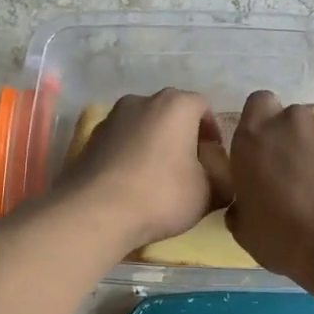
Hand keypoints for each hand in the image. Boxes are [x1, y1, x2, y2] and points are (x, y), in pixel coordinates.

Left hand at [56, 89, 228, 253]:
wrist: (96, 213)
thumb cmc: (162, 195)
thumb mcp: (209, 193)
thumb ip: (224, 180)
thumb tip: (221, 178)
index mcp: (176, 104)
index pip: (203, 107)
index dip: (212, 133)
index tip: (213, 160)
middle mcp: (142, 101)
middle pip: (171, 114)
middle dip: (182, 137)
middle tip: (189, 168)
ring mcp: (111, 118)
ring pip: (143, 127)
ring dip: (154, 145)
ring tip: (158, 178)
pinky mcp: (90, 139)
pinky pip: (121, 143)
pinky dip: (130, 156)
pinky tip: (132, 184)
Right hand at [227, 90, 313, 277]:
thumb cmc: (281, 233)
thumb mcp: (245, 228)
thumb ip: (242, 205)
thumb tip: (244, 206)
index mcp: (254, 136)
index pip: (258, 103)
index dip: (265, 120)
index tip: (268, 146)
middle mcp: (291, 121)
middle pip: (293, 116)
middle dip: (296, 137)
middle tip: (299, 170)